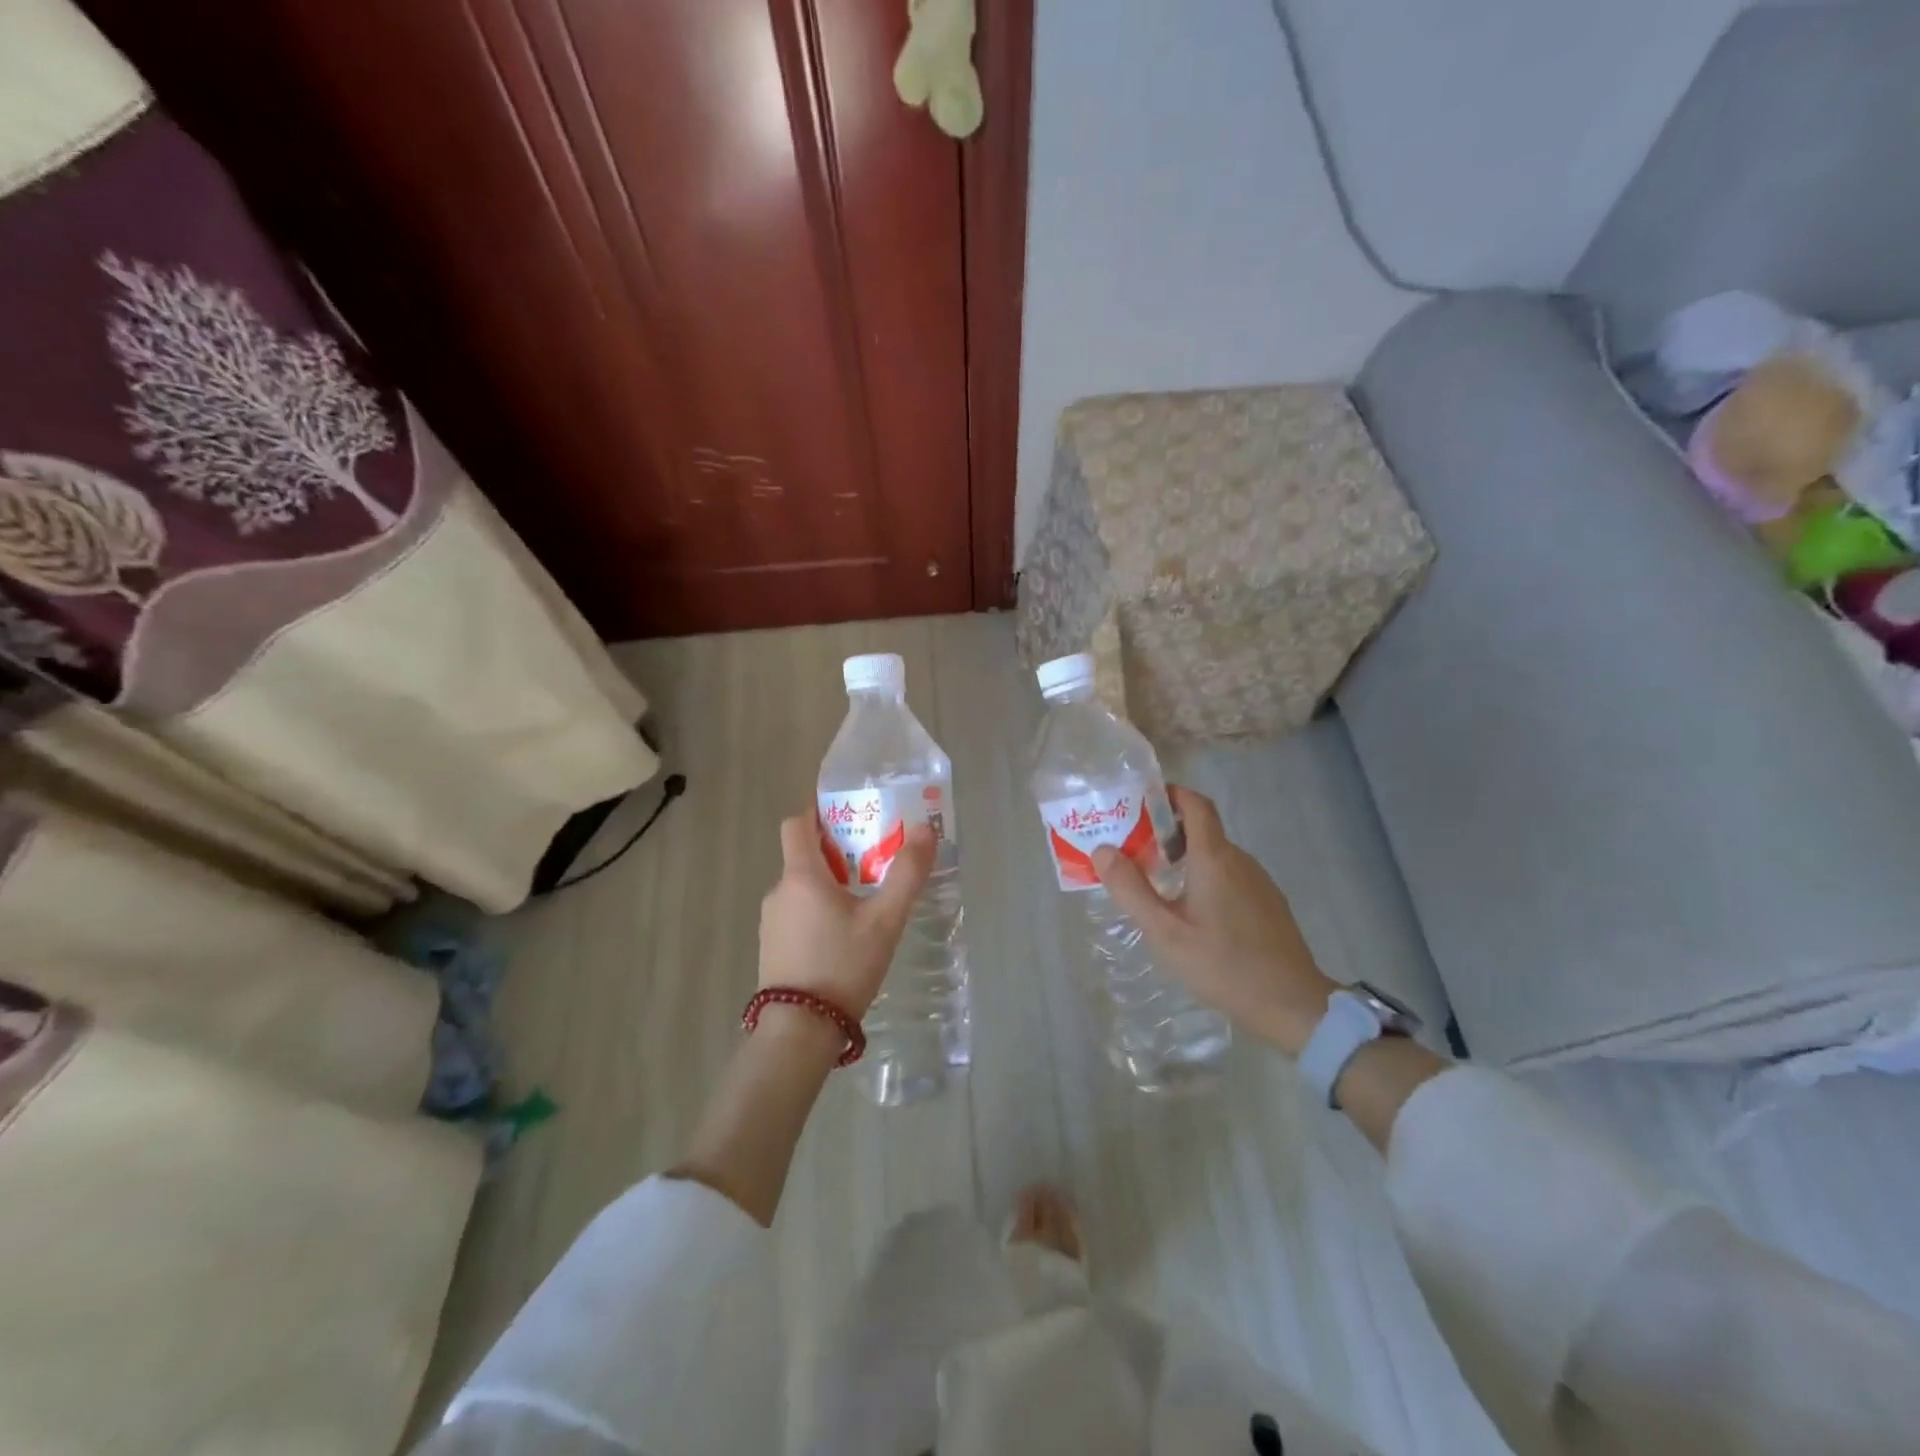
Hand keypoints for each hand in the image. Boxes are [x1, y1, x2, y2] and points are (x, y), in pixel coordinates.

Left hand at [760, 812, 935, 1019]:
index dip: (819, 813)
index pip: (797, 823)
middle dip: (837, 852)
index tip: (850, 817)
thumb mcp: (885, 920)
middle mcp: (779, 891)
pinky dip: (817, 911)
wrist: (799, 1032)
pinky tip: (843, 938)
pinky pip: (796, 913)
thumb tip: (925, 829)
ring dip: (829, 885)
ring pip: (801, 888)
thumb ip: (907, 873)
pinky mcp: (772, 947)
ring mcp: (771, 921)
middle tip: (873, 863)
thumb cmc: (843, 966)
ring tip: (864, 904)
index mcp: (801, 876)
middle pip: (804, 855)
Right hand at [1093, 786, 1336, 1057]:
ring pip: (1216, 855)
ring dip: (1185, 858)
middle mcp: (1240, 860)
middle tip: (1133, 850)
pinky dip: (1205, 878)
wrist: (1292, 1005)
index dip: (1170, 794)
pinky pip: (1230, 876)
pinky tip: (1190, 912)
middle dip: (1166, 831)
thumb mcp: (1165, 932)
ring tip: (1154, 883)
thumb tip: (1103, 850)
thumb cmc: (1223, 964)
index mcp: (1214, 858)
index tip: (1140, 803)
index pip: (1196, 804)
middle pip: (1202, 829)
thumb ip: (1131, 889)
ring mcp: (1259, 882)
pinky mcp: (1268, 904)